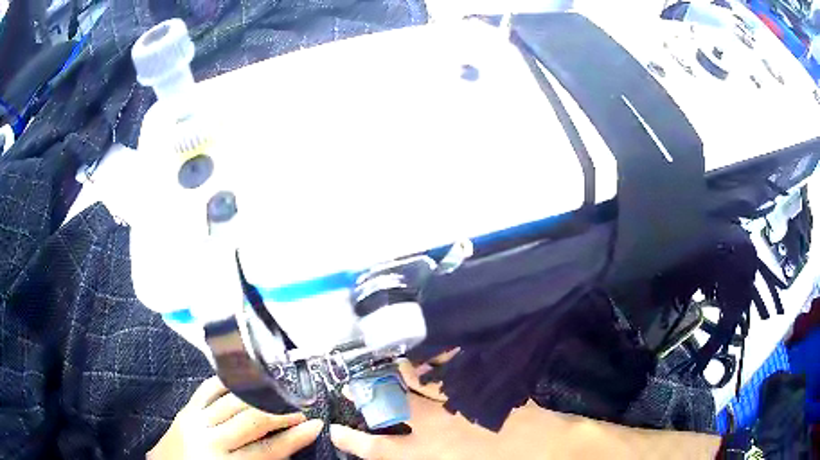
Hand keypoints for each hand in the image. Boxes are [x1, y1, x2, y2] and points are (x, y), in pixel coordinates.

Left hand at [148, 376, 322, 458]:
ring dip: (260, 397)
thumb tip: (288, 446)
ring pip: (233, 402)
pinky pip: (208, 389)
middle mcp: (211, 441)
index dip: (295, 438)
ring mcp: (195, 421)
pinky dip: (227, 383)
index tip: (315, 426)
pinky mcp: (186, 409)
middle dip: (280, 413)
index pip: (269, 450)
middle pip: (252, 422)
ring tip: (278, 395)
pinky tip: (242, 381)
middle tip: (300, 409)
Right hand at [332, 355, 525, 459]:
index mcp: (424, 454)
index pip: (377, 447)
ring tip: (385, 359)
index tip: (335, 429)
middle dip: (368, 394)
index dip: (352, 439)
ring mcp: (456, 403)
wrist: (546, 453)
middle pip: (392, 404)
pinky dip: (442, 358)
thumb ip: (423, 459)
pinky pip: (456, 368)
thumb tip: (405, 452)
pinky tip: (435, 348)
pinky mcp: (480, 387)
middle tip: (352, 385)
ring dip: (400, 369)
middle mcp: (433, 426)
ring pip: (420, 380)